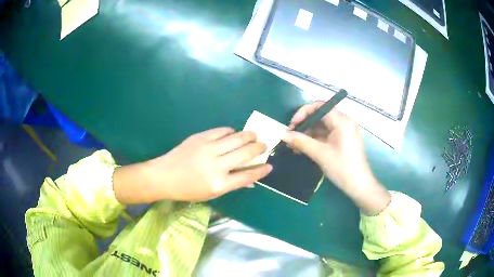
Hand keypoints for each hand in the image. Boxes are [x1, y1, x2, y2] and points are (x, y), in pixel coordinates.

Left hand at [114, 128, 271, 203]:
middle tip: (264, 145)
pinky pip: (221, 131)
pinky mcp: (200, 138)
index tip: (269, 165)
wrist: (164, 176)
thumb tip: (251, 180)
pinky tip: (233, 133)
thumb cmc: (188, 189)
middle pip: (245, 153)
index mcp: (219, 184)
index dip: (261, 170)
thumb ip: (232, 185)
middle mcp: (216, 166)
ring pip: (236, 138)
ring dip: (249, 136)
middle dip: (259, 148)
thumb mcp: (211, 193)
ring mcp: (207, 149)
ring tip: (254, 136)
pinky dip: (231, 131)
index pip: (247, 175)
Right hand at [283, 101, 389, 214]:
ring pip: (322, 127)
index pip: (319, 107)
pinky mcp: (343, 141)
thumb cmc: (342, 168)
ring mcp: (344, 132)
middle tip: (290, 138)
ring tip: (294, 146)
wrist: (359, 186)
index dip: (303, 113)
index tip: (292, 126)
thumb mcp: (320, 154)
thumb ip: (301, 141)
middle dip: (304, 126)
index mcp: (342, 121)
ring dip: (308, 134)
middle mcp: (344, 122)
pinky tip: (304, 149)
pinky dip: (315, 140)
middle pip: (320, 117)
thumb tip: (282, 134)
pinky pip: (326, 135)